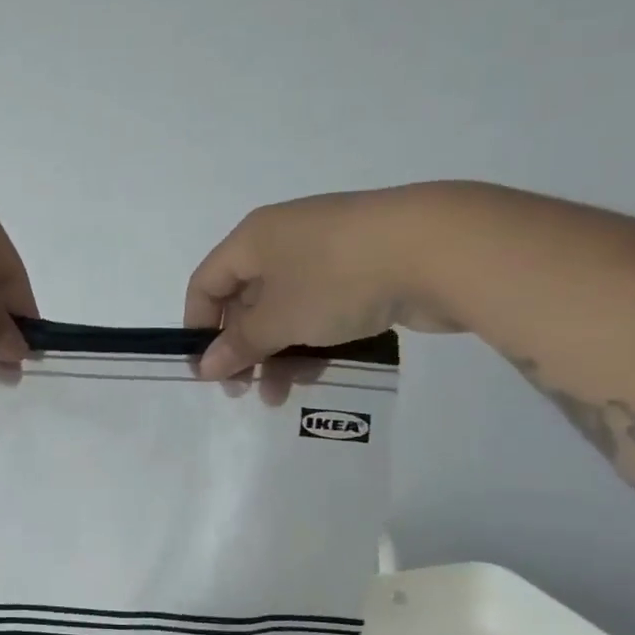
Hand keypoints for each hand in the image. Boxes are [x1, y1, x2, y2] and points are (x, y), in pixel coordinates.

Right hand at [185, 186, 462, 379]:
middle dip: (243, 349)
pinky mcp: (363, 270)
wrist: (436, 249)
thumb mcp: (278, 317)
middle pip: (246, 299)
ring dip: (278, 353)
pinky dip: (313, 341)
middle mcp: (285, 240)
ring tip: (281, 395)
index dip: (198, 327)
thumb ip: (239, 344)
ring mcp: (328, 253)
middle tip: (245, 391)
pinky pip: (322, 309)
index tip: (206, 372)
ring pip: (287, 309)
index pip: (207, 283)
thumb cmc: (335, 279)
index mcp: (254, 238)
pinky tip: (317, 374)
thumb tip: (204, 366)